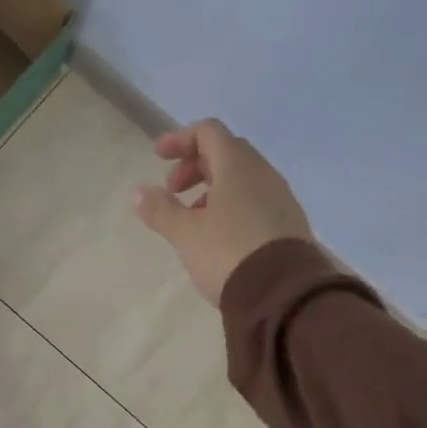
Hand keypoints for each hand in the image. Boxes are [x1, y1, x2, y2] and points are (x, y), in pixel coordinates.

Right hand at [131, 120, 313, 305]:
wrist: (283, 294)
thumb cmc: (228, 253)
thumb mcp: (186, 234)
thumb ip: (160, 209)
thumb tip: (138, 192)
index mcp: (237, 166)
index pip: (208, 132)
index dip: (180, 139)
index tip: (158, 157)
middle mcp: (263, 174)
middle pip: (225, 153)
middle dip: (194, 166)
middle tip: (172, 191)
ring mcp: (280, 198)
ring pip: (242, 178)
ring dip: (212, 188)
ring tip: (192, 218)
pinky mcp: (288, 223)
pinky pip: (255, 200)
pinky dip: (231, 204)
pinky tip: (219, 235)